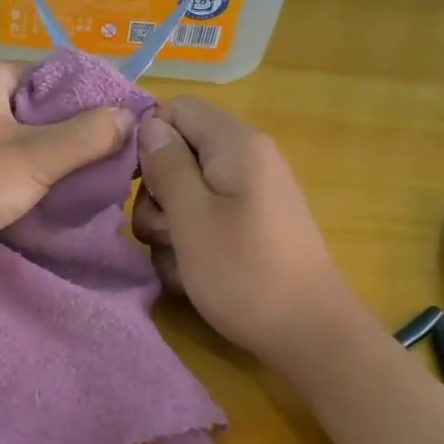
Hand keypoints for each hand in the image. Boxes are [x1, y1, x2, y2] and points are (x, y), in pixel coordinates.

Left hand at [0, 58, 135, 282]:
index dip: (91, 99)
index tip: (124, 128)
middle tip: (111, 160)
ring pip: (24, 136)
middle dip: (74, 133)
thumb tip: (130, 116)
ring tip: (89, 179)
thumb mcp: (34, 159)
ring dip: (53, 157)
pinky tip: (52, 194)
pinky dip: (28, 173)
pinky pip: (4, 158)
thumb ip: (86, 136)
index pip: (54, 74)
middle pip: (40, 106)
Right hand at [132, 97, 349, 365]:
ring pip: (185, 194)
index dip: (148, 139)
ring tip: (180, 261)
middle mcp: (246, 160)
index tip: (135, 182)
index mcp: (236, 145)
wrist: (307, 333)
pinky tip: (193, 275)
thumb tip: (149, 127)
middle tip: (164, 231)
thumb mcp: (192, 218)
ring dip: (169, 227)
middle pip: (178, 154)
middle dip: (157, 195)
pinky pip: (204, 220)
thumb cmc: (244, 273)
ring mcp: (249, 195)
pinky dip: (190, 245)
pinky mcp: (248, 225)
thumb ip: (167, 166)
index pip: (176, 109)